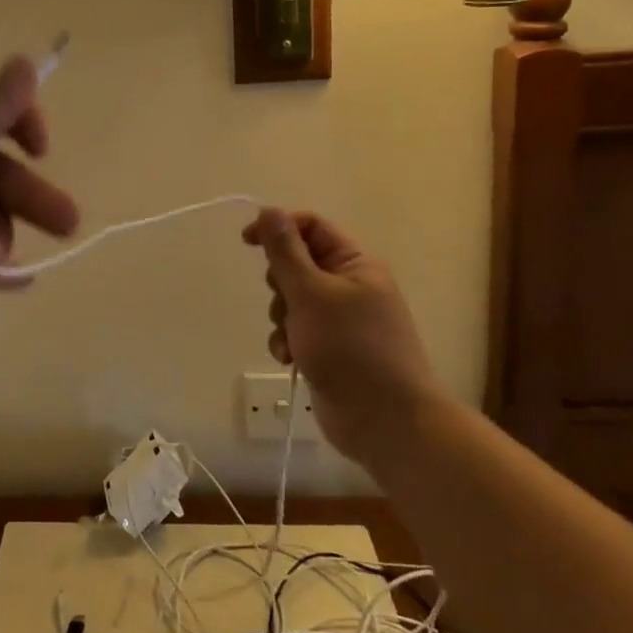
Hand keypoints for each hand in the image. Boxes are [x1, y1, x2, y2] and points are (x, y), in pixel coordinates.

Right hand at [243, 208, 440, 454]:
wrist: (385, 421)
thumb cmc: (350, 348)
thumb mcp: (311, 293)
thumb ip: (285, 251)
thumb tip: (269, 210)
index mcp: (355, 264)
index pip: (311, 226)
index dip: (278, 228)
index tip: (247, 241)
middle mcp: (350, 286)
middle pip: (297, 263)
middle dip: (280, 284)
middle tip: (286, 302)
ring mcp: (340, 320)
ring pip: (292, 299)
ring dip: (281, 317)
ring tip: (291, 339)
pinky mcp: (329, 348)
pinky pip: (296, 330)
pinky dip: (287, 340)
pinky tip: (289, 358)